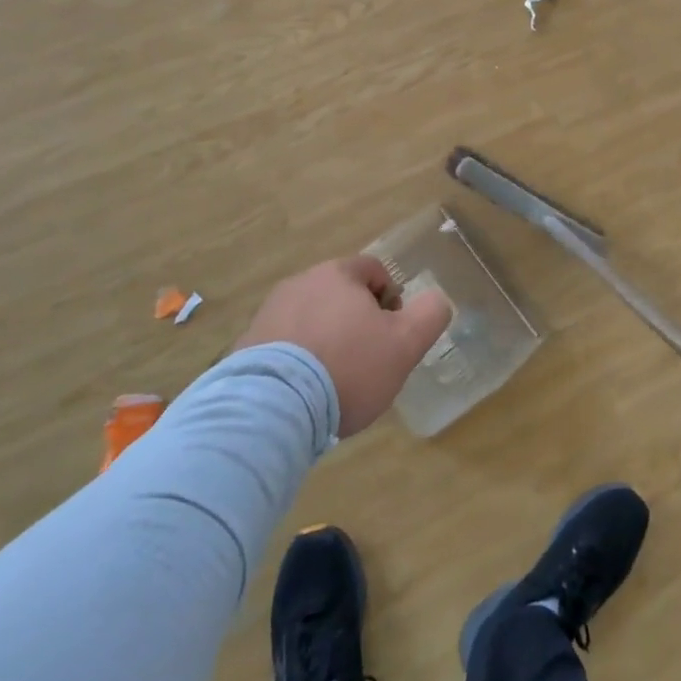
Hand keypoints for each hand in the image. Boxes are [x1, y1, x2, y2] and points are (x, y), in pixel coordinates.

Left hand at [236, 256, 450, 436]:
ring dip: (327, 340)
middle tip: (368, 360)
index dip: (391, 299)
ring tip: (335, 382)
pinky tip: (305, 394)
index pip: (373, 270)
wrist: (271, 409)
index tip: (392, 333)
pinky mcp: (245, 348)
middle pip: (340, 294)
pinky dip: (298, 362)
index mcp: (337, 275)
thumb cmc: (348, 367)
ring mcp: (268, 314)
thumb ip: (430, 314)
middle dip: (357, 322)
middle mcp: (299, 284)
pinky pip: (283, 347)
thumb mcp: (406, 343)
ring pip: (311, 319)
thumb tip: (436, 300)